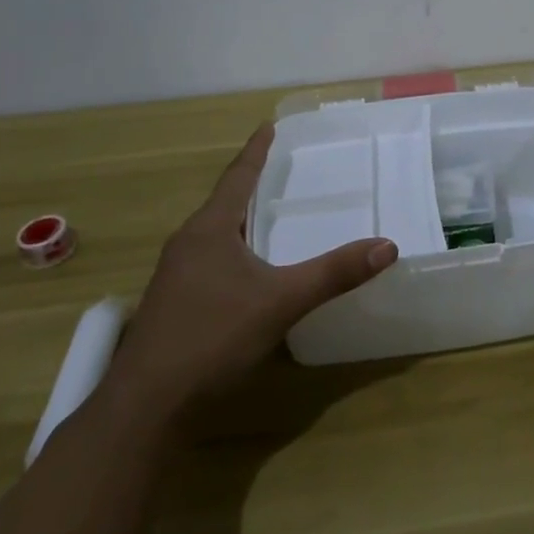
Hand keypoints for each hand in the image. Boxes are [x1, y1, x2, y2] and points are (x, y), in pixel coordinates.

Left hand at [107, 125, 396, 415]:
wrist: (146, 406)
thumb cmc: (212, 337)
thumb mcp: (281, 301)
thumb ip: (334, 273)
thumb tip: (387, 246)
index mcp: (209, 230)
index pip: (237, 177)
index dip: (256, 152)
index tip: (269, 126)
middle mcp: (187, 244)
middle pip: (224, 203)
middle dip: (252, 185)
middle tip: (283, 170)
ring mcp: (175, 276)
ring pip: (215, 234)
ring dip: (241, 219)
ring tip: (270, 214)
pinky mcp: (174, 304)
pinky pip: (210, 260)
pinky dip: (235, 250)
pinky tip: (250, 270)